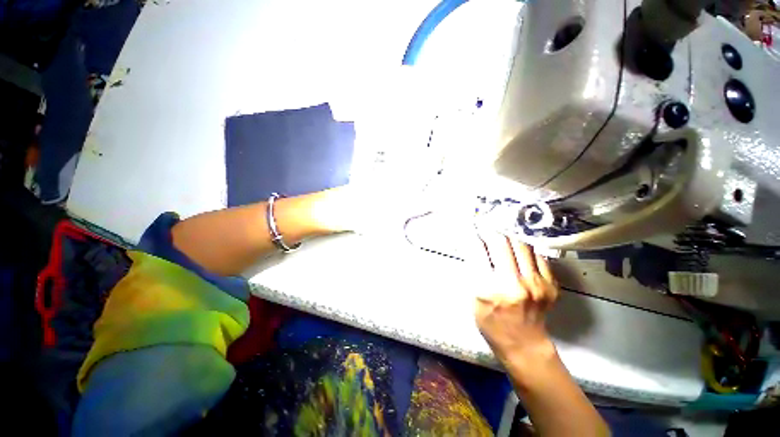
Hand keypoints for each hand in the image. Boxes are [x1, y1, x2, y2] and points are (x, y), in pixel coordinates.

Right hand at [474, 232, 559, 365]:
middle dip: (491, 232)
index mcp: (490, 289)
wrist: (523, 343)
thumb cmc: (492, 322)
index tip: (473, 230)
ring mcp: (536, 284)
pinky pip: (537, 256)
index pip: (479, 251)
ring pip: (521, 245)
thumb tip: (476, 246)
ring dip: (509, 238)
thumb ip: (475, 271)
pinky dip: (525, 250)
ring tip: (503, 239)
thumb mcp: (474, 298)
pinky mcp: (551, 285)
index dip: (474, 237)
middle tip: (487, 230)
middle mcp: (514, 283)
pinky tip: (518, 253)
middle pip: (501, 243)